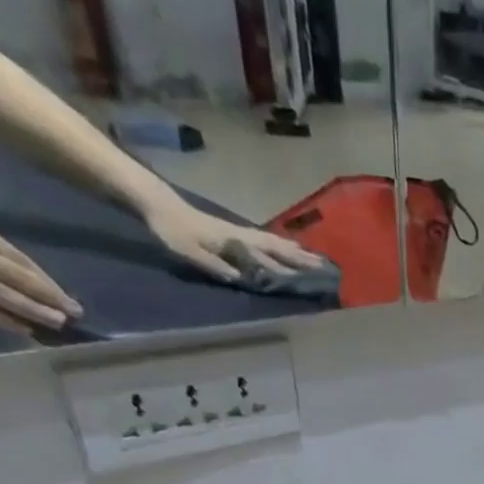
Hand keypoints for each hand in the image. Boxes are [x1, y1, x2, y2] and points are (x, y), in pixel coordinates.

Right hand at [0, 193, 80, 334]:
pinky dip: (3, 319)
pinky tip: (24, 329)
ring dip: (34, 311)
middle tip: (76, 314)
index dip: (47, 282)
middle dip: (50, 298)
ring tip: (58, 323)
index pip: (21, 261)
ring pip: (3, 294)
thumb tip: (20, 272)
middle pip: (19, 278)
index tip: (68, 297)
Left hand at [142, 200, 324, 282]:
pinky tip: (285, 248)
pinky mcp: (235, 232)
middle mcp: (242, 235)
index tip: (311, 274)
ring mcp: (240, 232)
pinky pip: (264, 240)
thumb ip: (216, 265)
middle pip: (277, 246)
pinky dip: (280, 245)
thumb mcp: (191, 253)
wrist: (159, 205)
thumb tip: (242, 279)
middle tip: (324, 265)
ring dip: (294, 250)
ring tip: (312, 257)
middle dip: (301, 257)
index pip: (268, 256)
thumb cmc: (173, 231)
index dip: (289, 266)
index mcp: (236, 242)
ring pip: (273, 241)